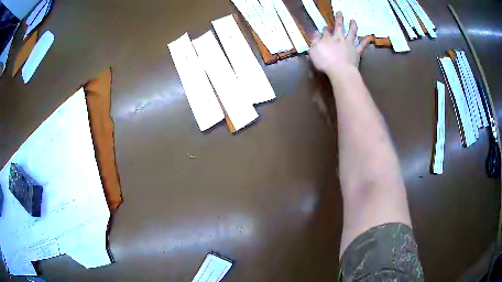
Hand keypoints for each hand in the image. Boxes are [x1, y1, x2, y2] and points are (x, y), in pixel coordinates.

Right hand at [308, 11, 370, 77]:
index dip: (325, 29)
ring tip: (353, 20)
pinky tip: (369, 37)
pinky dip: (365, 41)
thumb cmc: (324, 62)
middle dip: (338, 19)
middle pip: (338, 27)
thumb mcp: (313, 51)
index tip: (325, 27)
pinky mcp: (356, 52)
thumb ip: (315, 41)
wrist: (340, 71)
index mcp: (327, 39)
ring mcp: (349, 45)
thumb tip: (315, 33)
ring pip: (351, 33)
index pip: (325, 32)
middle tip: (340, 12)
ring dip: (352, 26)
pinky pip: (362, 46)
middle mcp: (338, 39)